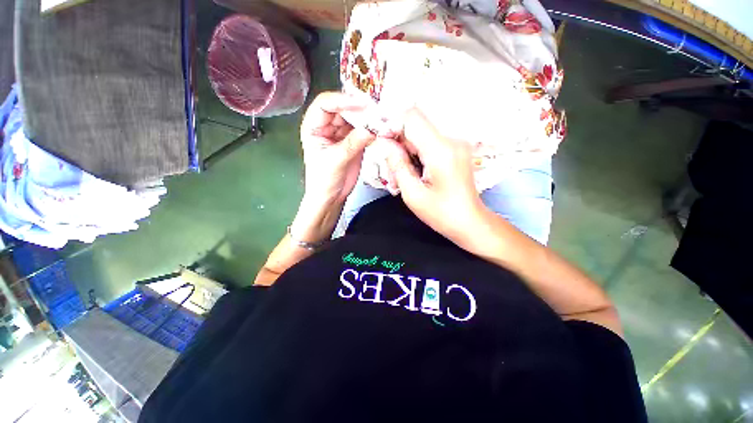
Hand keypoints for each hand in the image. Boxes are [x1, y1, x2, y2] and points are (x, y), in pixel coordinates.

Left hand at [290, 92, 373, 243]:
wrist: (331, 197)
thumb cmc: (323, 180)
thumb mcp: (335, 160)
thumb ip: (352, 143)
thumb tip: (372, 128)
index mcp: (314, 126)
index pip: (326, 103)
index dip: (343, 100)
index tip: (362, 104)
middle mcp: (327, 125)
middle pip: (344, 108)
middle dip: (360, 109)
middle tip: (378, 111)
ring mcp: (342, 133)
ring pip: (356, 118)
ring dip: (369, 119)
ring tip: (383, 119)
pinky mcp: (354, 141)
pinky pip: (364, 131)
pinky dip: (373, 130)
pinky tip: (382, 130)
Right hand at [385, 109, 485, 244]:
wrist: (471, 222)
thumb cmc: (442, 214)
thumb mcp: (413, 194)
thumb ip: (398, 166)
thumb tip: (386, 144)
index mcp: (440, 151)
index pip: (412, 117)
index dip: (392, 124)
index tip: (383, 142)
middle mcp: (452, 140)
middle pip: (417, 124)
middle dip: (399, 140)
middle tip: (391, 164)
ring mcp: (456, 143)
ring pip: (422, 133)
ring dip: (407, 147)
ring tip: (403, 171)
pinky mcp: (457, 149)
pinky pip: (431, 141)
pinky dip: (418, 151)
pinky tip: (415, 170)